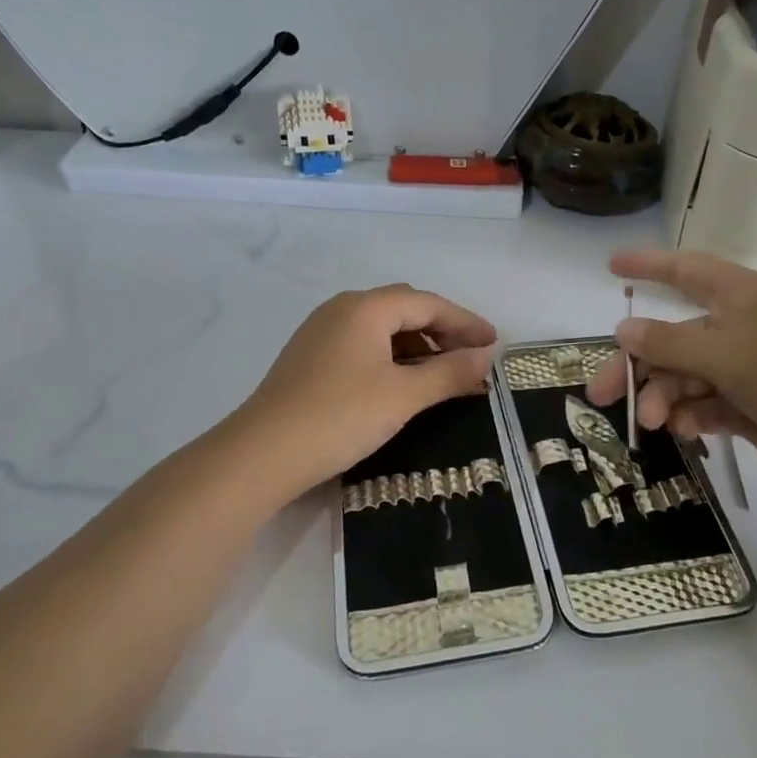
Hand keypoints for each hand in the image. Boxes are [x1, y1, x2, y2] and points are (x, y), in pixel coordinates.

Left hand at [237, 285, 496, 493]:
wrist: (262, 453)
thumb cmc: (340, 417)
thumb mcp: (403, 396)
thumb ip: (449, 373)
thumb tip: (486, 357)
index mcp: (366, 308)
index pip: (428, 304)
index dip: (466, 323)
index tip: (494, 344)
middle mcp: (342, 309)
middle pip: (405, 309)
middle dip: (443, 331)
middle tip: (471, 359)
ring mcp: (321, 332)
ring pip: (382, 329)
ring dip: (417, 347)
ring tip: (442, 376)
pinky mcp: (310, 358)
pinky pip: (363, 345)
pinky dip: (391, 358)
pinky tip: (402, 384)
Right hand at [587, 249, 756, 495]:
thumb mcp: (726, 354)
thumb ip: (669, 343)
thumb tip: (623, 329)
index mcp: (738, 296)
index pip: (684, 269)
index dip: (647, 266)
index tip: (611, 266)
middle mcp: (736, 326)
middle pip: (670, 338)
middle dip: (637, 365)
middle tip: (601, 396)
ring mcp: (741, 367)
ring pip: (683, 376)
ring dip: (664, 398)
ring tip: (654, 423)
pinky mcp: (746, 404)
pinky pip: (702, 404)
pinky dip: (690, 416)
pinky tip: (686, 431)